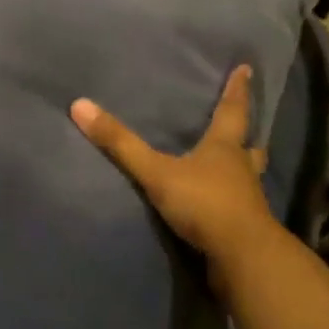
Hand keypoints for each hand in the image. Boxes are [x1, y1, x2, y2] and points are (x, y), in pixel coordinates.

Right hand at [70, 66, 280, 281]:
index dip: (237, 90)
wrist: (242, 258)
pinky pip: (241, 207)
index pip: (232, 111)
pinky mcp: (246, 228)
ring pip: (249, 177)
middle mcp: (241, 169)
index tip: (246, 69)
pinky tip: (223, 205)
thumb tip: (80, 105)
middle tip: (246, 127)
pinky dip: (234, 201)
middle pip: (249, 146)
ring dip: (243, 169)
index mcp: (224, 148)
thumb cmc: (204, 203)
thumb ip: (121, 143)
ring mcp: (248, 200)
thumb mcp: (156, 172)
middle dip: (246, 135)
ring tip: (235, 166)